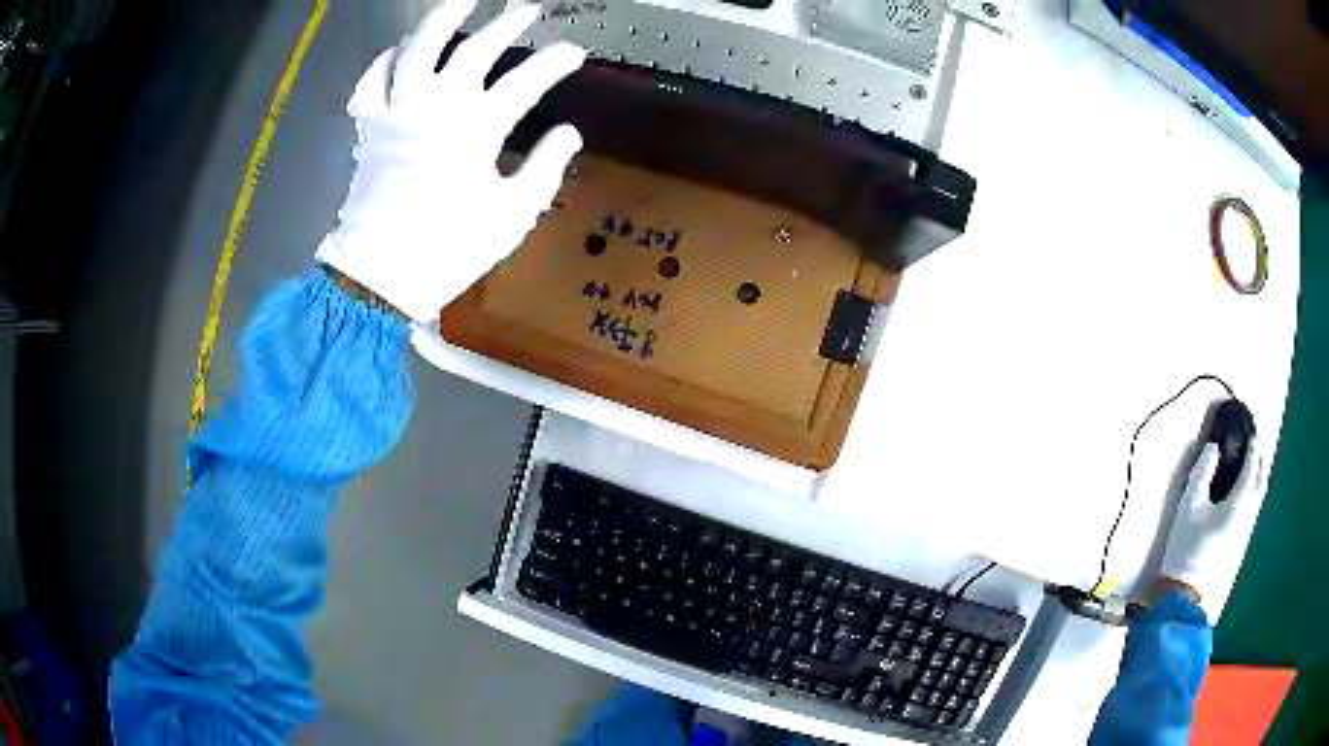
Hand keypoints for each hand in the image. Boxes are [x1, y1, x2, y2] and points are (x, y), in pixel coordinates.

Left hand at [315, 0, 585, 321]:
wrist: (380, 275)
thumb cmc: (449, 248)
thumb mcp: (512, 214)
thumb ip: (545, 168)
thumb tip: (568, 133)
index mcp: (477, 129)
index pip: (527, 80)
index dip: (556, 62)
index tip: (574, 53)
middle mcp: (437, 107)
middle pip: (477, 50)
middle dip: (508, 24)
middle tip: (527, 10)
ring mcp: (398, 112)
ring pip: (417, 49)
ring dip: (441, 19)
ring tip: (462, 1)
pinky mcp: (368, 127)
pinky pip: (370, 82)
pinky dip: (383, 62)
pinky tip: (398, 51)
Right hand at [1158, 438, 1266, 617]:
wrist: (1186, 590)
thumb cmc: (1187, 545)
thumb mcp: (1189, 505)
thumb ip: (1202, 472)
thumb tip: (1213, 447)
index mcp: (1240, 500)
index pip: (1253, 464)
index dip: (1254, 445)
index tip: (1253, 430)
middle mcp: (1249, 511)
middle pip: (1262, 478)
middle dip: (1261, 458)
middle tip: (1256, 442)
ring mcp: (1246, 527)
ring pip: (1260, 494)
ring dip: (1259, 474)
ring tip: (1253, 462)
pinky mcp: (1241, 539)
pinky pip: (1254, 505)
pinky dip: (1254, 490)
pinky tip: (1246, 490)